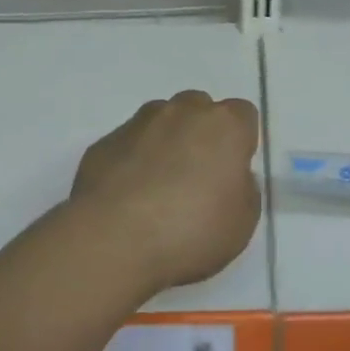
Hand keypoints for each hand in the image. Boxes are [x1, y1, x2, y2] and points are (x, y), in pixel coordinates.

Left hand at [71, 90, 261, 297]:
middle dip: (201, 134)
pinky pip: (129, 144)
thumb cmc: (190, 232)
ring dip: (166, 142)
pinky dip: (133, 160)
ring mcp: (140, 123)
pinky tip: (128, 197)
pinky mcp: (105, 142)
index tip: (232, 173)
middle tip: (197, 178)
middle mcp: (183, 112)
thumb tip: (232, 178)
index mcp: (224, 126)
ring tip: (158, 188)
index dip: (240, 142)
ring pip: (161, 120)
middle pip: (200, 109)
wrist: (112, 241)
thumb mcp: (242, 224)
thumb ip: (244, 190)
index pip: (243, 115)